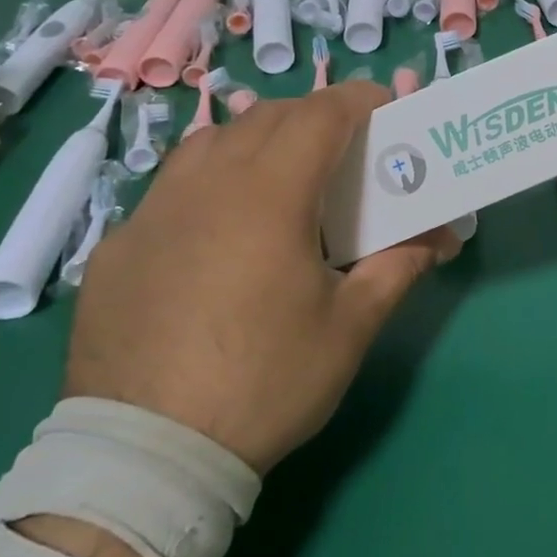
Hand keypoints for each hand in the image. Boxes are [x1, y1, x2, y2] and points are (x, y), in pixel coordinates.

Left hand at [62, 82, 459, 474]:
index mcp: (269, 196)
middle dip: (315, 116)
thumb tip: (438, 239)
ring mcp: (153, 213)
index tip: (387, 108)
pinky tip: (219, 232)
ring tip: (282, 178)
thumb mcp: (349, 328)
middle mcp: (207, 185)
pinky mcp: (118, 247)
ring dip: (258, 140)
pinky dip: (211, 182)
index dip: (359, 99)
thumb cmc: (265, 382)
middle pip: (268, 117)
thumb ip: (397, 268)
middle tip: (345, 148)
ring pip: (212, 141)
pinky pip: (172, 187)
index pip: (320, 115)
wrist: (147, 457)